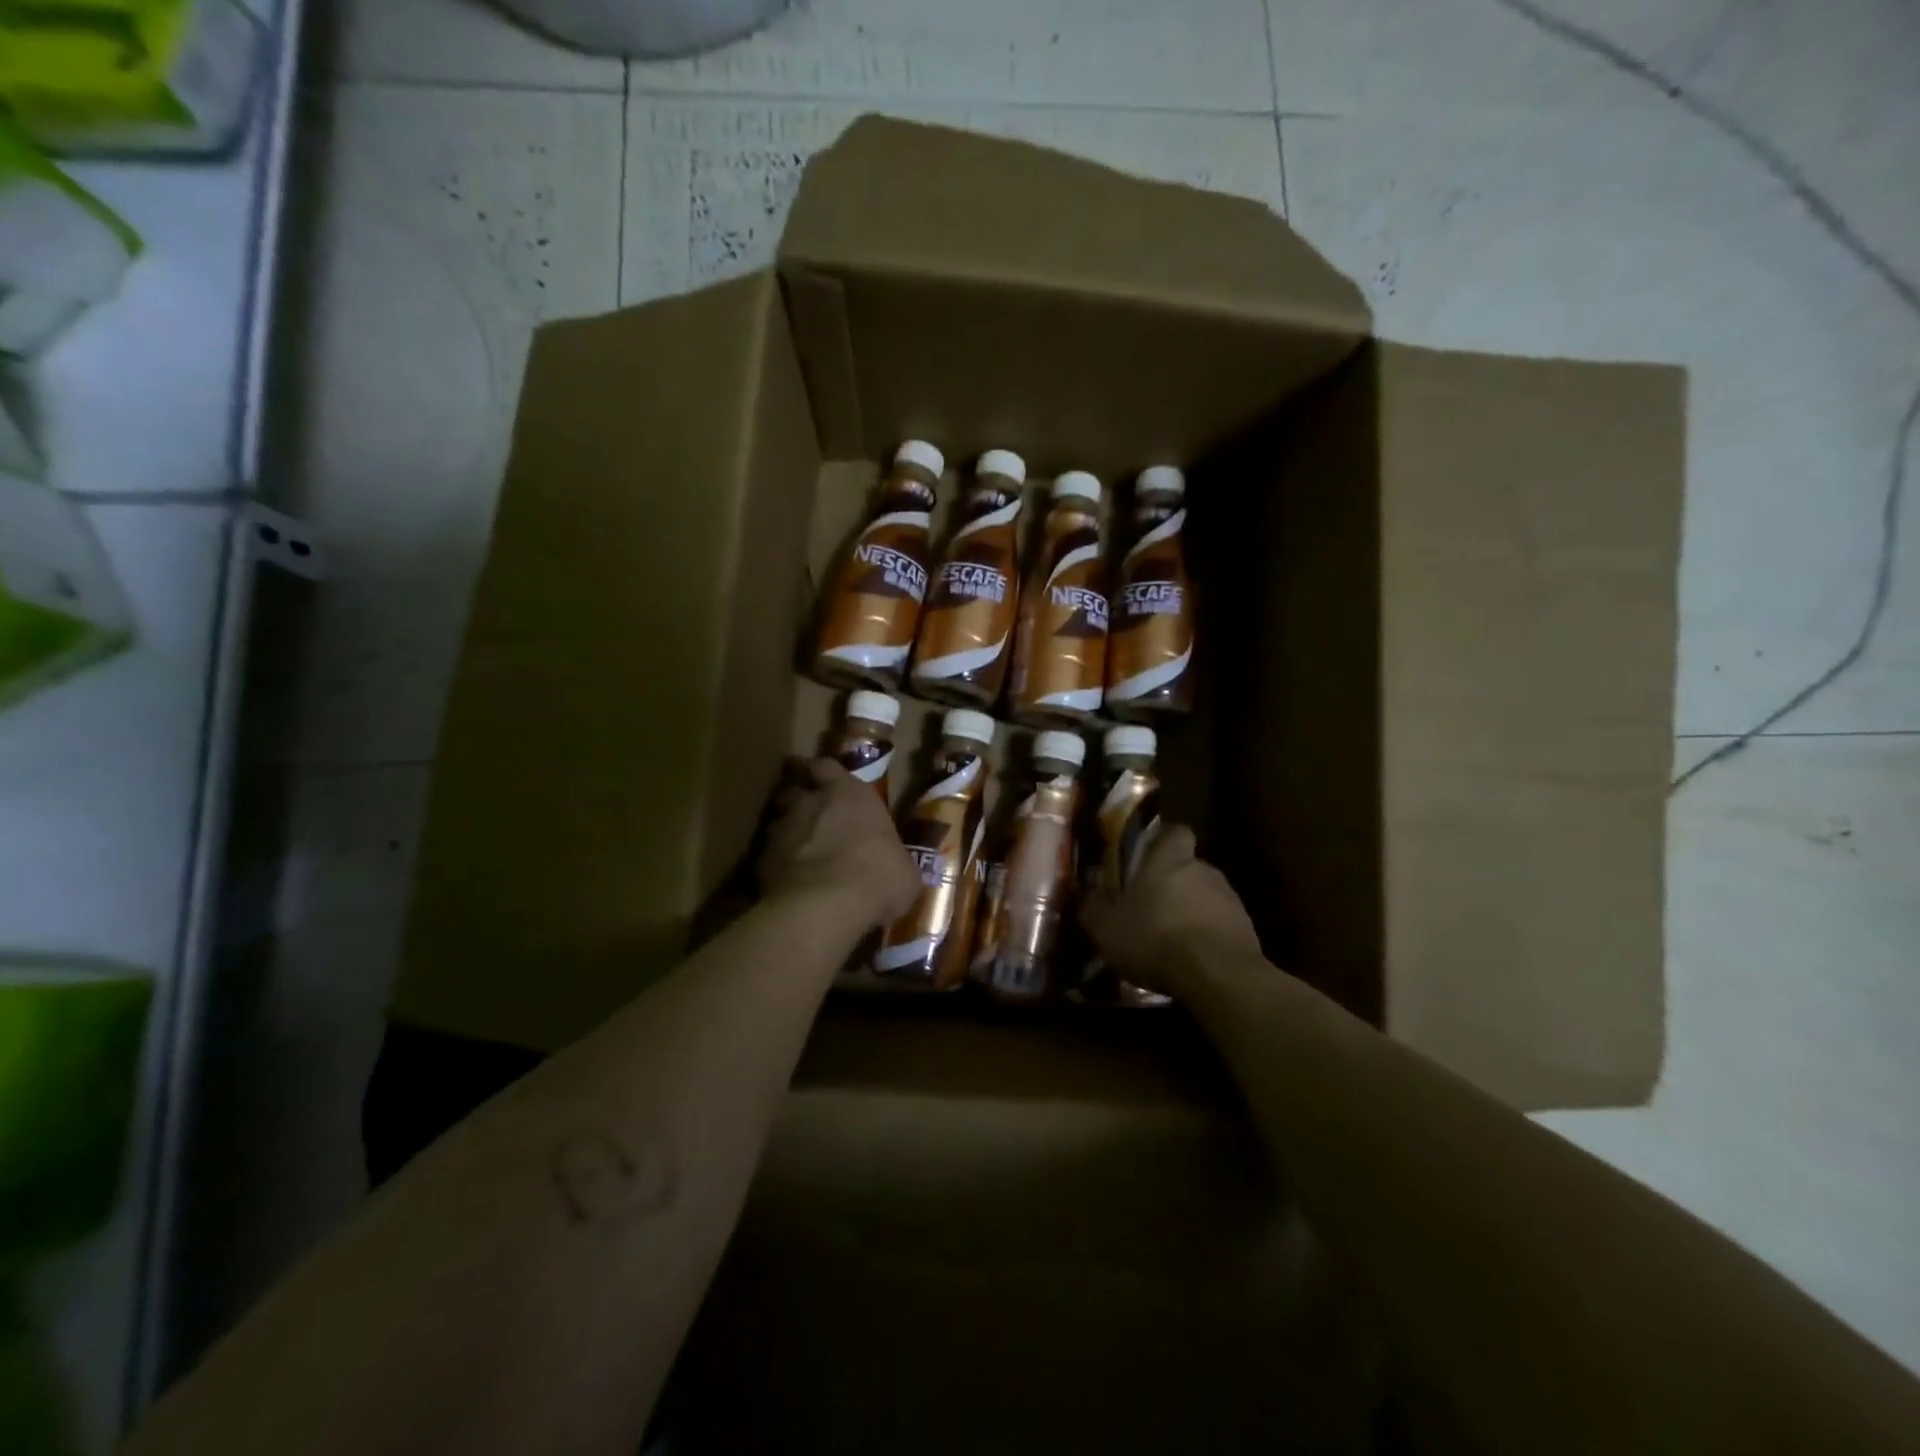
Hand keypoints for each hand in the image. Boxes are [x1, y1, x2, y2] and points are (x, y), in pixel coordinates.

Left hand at [759, 759, 919, 930]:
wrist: (825, 907)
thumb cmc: (878, 877)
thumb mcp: (903, 870)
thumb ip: (893, 858)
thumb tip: (896, 866)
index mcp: (849, 794)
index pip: (827, 766)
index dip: (823, 773)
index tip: (823, 780)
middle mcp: (810, 803)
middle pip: (795, 789)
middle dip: (799, 799)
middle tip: (810, 816)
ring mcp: (781, 830)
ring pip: (778, 822)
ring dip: (787, 833)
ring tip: (798, 852)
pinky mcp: (760, 861)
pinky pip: (768, 856)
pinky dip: (777, 865)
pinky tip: (788, 883)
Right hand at [1079, 825, 1262, 997]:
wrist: (1218, 976)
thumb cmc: (1155, 938)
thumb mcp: (1106, 928)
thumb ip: (1092, 908)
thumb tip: (1085, 895)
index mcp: (1169, 859)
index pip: (1174, 832)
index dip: (1162, 841)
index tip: (1147, 857)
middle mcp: (1203, 870)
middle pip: (1188, 867)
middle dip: (1171, 884)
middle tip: (1149, 907)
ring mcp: (1230, 899)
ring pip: (1204, 897)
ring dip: (1189, 911)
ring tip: (1170, 940)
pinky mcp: (1246, 929)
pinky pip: (1220, 925)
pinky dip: (1206, 936)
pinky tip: (1191, 960)